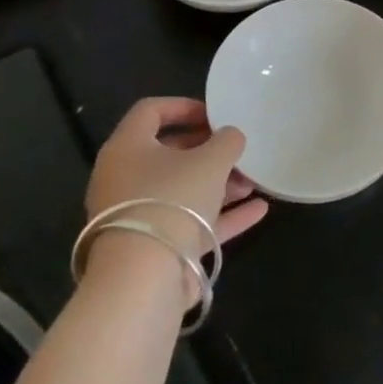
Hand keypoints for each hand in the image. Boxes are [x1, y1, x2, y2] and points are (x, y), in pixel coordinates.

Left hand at [86, 97, 268, 256]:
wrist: (144, 277)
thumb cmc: (173, 199)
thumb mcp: (211, 160)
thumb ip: (227, 140)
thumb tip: (230, 137)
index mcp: (127, 148)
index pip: (150, 111)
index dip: (185, 106)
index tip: (217, 115)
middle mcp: (124, 179)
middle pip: (169, 153)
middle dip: (210, 151)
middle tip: (238, 150)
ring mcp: (138, 215)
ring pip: (182, 190)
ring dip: (219, 184)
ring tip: (253, 182)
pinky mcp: (153, 246)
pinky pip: (191, 222)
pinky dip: (222, 215)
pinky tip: (258, 210)